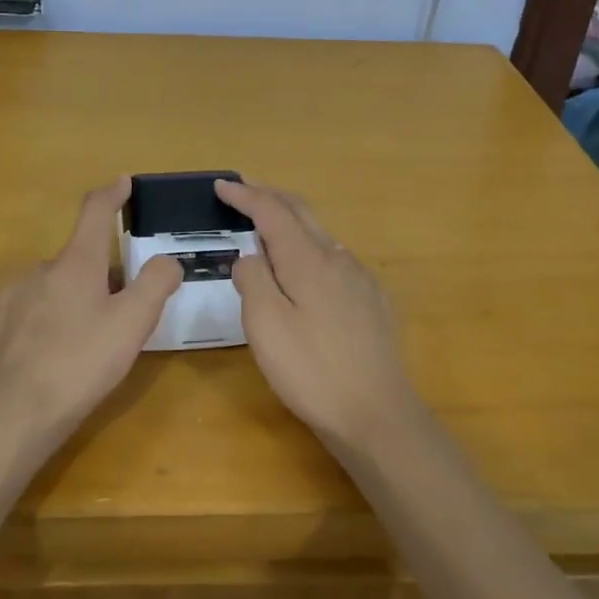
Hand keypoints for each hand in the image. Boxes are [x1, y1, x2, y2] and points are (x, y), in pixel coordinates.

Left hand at [0, 179, 181, 445]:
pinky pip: (21, 316)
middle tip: (117, 313)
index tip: (123, 183)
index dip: (112, 195)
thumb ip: (156, 284)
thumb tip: (167, 260)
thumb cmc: (79, 364)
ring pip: (48, 290)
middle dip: (98, 276)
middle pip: (76, 261)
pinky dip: (38, 325)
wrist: (10, 417)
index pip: (95, 213)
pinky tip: (44, 357)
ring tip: (80, 343)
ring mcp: (8, 299)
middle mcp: (38, 271)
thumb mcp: (133, 325)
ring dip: (67, 302)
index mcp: (76, 264)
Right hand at [215, 179, 418, 444]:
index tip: (222, 184)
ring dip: (291, 222)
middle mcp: (338, 258)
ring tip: (267, 227)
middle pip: (301, 212)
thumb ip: (254, 280)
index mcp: (308, 260)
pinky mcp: (373, 301)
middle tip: (243, 189)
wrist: (377, 413)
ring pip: (321, 235)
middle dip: (270, 195)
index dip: (246, 195)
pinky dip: (310, 248)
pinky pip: (336, 260)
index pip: (272, 212)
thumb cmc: (311, 371)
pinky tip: (305, 269)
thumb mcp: (265, 326)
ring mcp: (361, 279)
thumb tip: (250, 256)